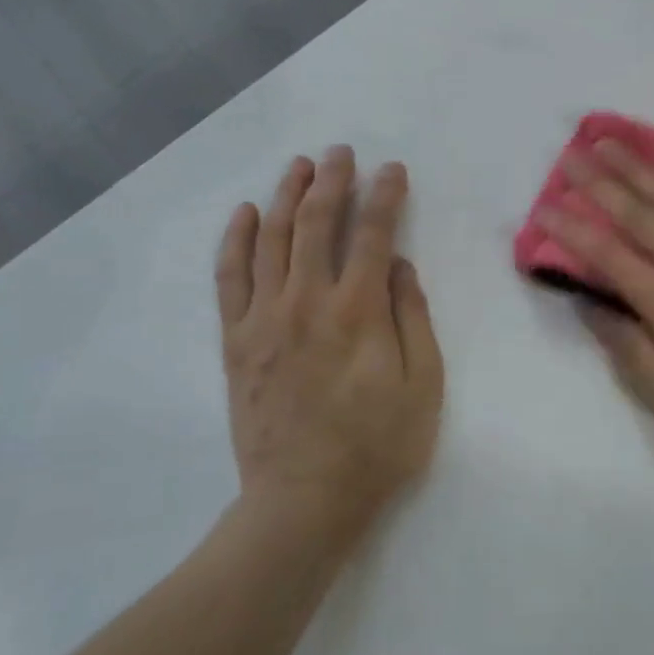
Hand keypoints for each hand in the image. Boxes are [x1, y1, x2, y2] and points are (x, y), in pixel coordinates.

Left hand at [216, 146, 444, 541]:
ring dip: (284, 196)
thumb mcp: (423, 385)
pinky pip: (229, 278)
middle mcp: (306, 303)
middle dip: (331, 181)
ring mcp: (264, 320)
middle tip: (341, 153)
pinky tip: (244, 213)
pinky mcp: (236, 341)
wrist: (304, 501)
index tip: (393, 169)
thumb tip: (401, 266)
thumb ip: (413, 318)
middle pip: (315, 224)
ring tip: (298, 165)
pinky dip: (235, 240)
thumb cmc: (378, 446)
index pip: (374, 234)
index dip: (385, 196)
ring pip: (270, 240)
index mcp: (358, 312)